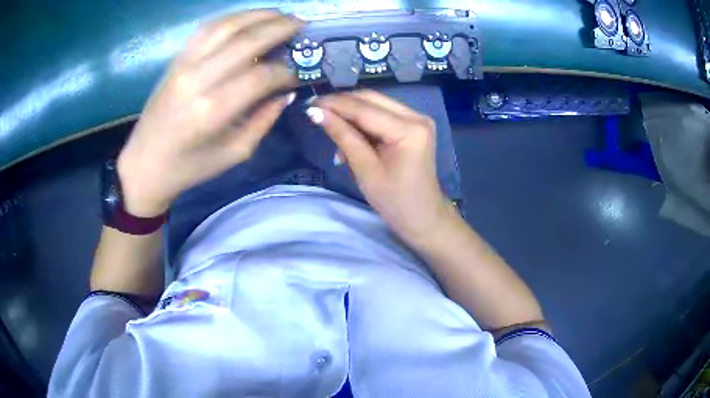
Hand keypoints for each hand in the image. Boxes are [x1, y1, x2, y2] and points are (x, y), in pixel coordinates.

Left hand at [117, 11, 300, 216]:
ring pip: (226, 26)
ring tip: (280, 14)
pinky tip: (247, 18)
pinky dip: (230, 19)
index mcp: (213, 111)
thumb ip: (264, 120)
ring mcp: (184, 65)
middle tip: (303, 24)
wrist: (144, 165)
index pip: (261, 76)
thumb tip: (285, 93)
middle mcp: (198, 80)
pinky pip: (206, 30)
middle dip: (280, 28)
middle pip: (247, 41)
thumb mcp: (234, 153)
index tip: (298, 74)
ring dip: (257, 15)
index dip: (285, 71)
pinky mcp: (175, 61)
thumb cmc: (189, 168)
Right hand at [314, 90, 452, 245]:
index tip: (309, 104)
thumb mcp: (365, 169)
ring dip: (351, 114)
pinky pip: (382, 115)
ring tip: (332, 131)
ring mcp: (417, 119)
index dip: (335, 104)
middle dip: (342, 105)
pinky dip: (363, 123)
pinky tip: (349, 137)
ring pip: (375, 105)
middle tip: (316, 113)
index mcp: (409, 129)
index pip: (364, 108)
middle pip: (371, 99)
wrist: (423, 217)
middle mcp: (416, 116)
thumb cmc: (394, 200)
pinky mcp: (413, 125)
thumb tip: (316, 112)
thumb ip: (343, 136)